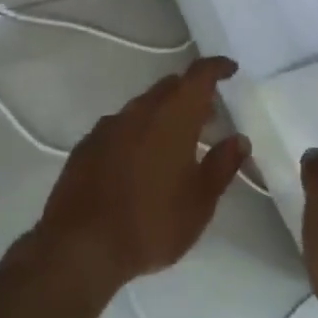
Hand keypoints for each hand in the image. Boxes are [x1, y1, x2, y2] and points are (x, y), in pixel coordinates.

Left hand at [31, 57, 250, 295]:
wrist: (79, 249)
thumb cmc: (152, 223)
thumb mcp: (200, 202)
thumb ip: (222, 165)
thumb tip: (238, 139)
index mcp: (172, 117)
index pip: (198, 76)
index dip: (216, 68)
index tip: (230, 69)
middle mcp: (138, 112)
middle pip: (169, 87)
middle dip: (190, 94)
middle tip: (208, 115)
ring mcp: (107, 128)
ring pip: (142, 107)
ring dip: (162, 114)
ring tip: (175, 142)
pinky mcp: (85, 148)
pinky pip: (119, 128)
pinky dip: (136, 133)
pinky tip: (139, 161)